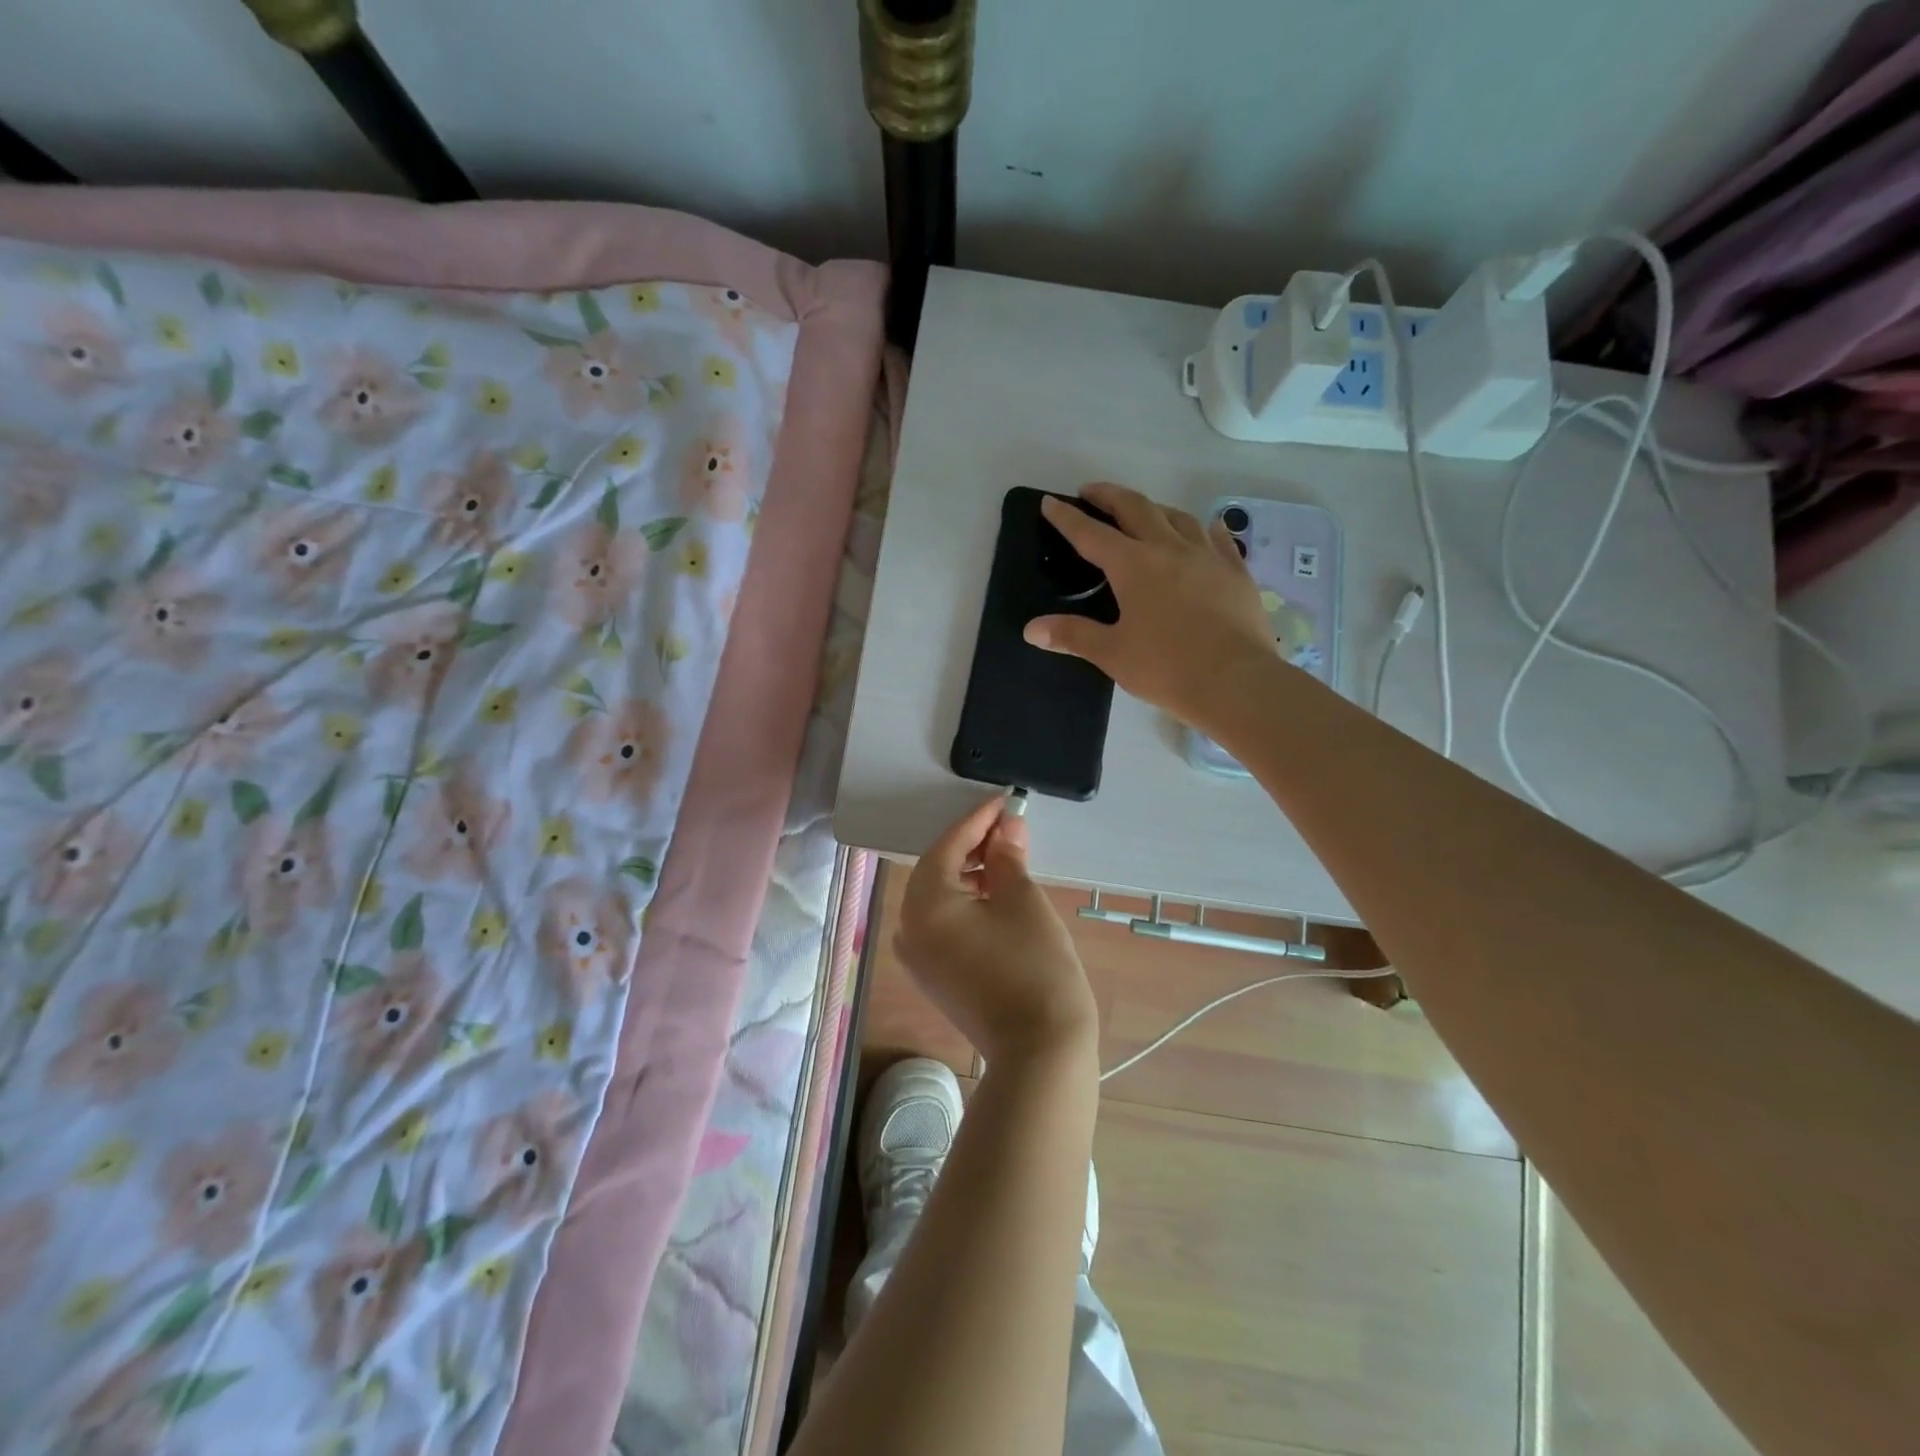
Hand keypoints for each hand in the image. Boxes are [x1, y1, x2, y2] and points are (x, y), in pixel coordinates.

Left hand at [896, 796, 1097, 1067]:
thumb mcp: (1023, 899)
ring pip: (938, 897)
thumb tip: (1006, 827)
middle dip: (971, 846)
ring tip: (1007, 858)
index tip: (1004, 801)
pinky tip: (993, 893)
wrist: (1039, 1050)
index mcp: (923, 905)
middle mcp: (907, 928)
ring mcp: (916, 957)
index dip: (977, 821)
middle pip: (936, 871)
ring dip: (969, 873)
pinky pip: (941, 923)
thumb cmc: (1034, 965)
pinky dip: (964, 902)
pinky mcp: (932, 976)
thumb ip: (1007, 856)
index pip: (947, 846)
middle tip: (1009, 828)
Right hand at [1024, 483, 1275, 732]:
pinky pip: (1218, 537)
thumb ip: (1072, 635)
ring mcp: (1207, 555)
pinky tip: (1205, 528)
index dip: (1067, 518)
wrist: (1236, 681)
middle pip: (1135, 508)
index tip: (1050, 502)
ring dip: (1154, 508)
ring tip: (1143, 511)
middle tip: (1092, 492)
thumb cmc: (1166, 668)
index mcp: (1133, 566)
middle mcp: (1168, 548)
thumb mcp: (1112, 653)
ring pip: (1177, 516)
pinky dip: (1204, 528)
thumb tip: (1031, 629)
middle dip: (1109, 496)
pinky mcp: (1235, 571)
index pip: (1090, 534)